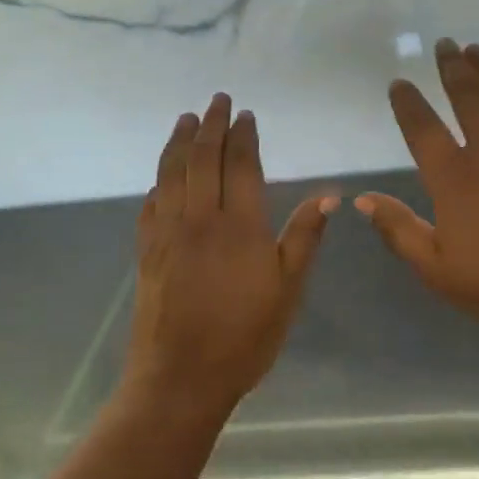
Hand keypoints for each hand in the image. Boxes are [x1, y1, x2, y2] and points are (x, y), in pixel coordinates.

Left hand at [126, 95, 336, 416]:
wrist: (181, 378)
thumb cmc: (244, 336)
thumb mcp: (288, 290)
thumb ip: (305, 237)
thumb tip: (330, 194)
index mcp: (240, 225)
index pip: (241, 165)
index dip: (243, 136)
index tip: (246, 114)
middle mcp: (200, 219)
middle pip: (202, 159)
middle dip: (210, 125)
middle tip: (217, 100)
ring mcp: (169, 234)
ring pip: (172, 174)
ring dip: (179, 142)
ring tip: (185, 120)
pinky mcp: (147, 252)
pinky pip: (151, 204)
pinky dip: (159, 182)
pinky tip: (162, 177)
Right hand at [357, 41, 478, 379]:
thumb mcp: (438, 271)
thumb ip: (399, 230)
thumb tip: (362, 199)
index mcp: (456, 178)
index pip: (422, 127)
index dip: (407, 102)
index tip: (400, 83)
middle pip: (468, 94)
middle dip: (452, 66)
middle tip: (445, 45)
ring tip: (478, 50)